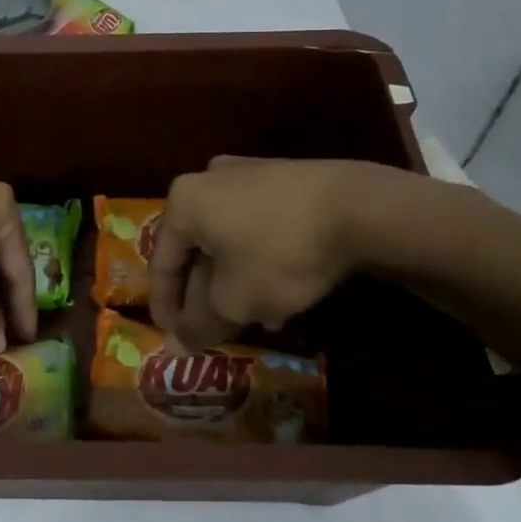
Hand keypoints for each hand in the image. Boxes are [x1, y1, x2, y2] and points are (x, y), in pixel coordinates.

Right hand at [148, 157, 451, 348]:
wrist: (359, 208)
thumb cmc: (279, 253)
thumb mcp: (234, 300)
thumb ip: (199, 324)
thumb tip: (176, 347)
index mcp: (183, 202)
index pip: (161, 262)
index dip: (165, 307)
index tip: (173, 339)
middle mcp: (207, 180)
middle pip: (197, 250)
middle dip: (206, 296)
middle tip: (217, 330)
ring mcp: (248, 174)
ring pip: (230, 240)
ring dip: (237, 282)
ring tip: (259, 318)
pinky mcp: (285, 179)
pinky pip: (258, 226)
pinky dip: (261, 260)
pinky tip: (284, 290)